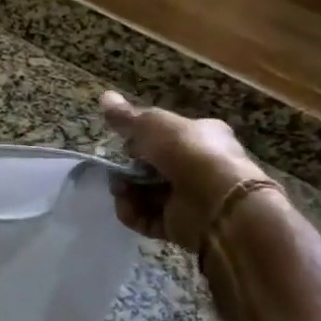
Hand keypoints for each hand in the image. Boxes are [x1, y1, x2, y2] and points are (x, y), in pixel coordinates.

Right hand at [100, 91, 272, 255]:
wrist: (216, 200)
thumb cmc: (188, 152)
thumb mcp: (153, 124)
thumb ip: (127, 116)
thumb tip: (104, 96)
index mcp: (200, 136)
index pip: (166, 135)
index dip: (141, 138)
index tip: (123, 142)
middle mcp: (197, 166)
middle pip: (152, 167)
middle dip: (128, 169)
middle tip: (116, 171)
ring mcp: (189, 198)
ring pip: (146, 193)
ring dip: (127, 191)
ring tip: (119, 190)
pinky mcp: (179, 225)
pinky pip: (148, 218)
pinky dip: (133, 213)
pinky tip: (125, 207)